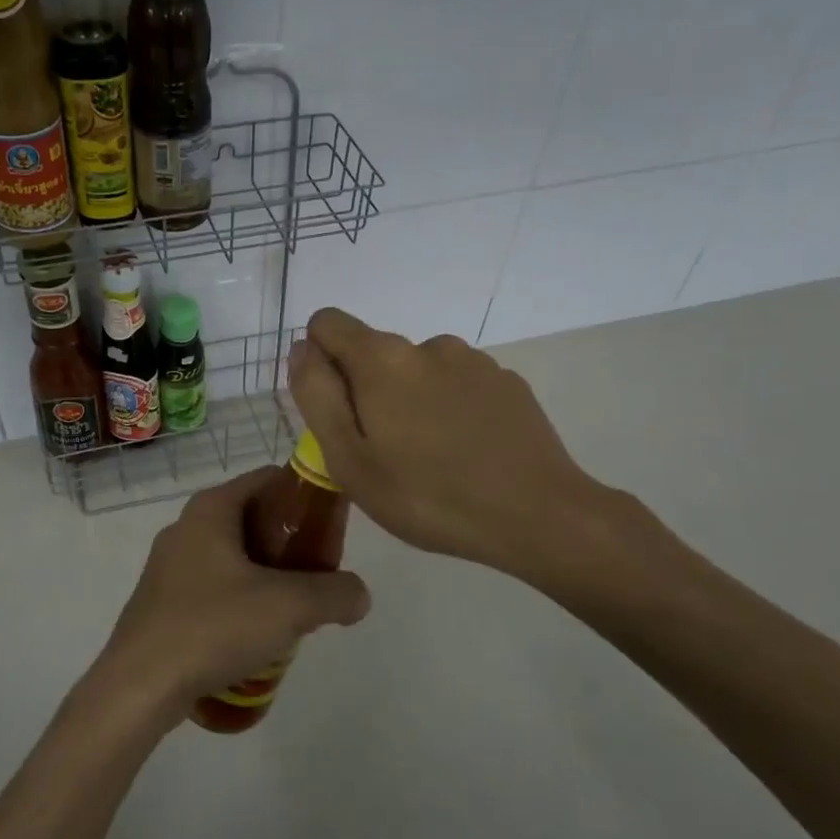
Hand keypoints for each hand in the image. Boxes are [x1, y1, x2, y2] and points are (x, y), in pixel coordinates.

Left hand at [84, 468, 371, 729]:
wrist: (139, 687)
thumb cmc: (213, 627)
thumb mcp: (289, 607)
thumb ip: (335, 594)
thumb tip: (358, 596)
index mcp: (211, 509)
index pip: (269, 479)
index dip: (306, 497)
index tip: (332, 530)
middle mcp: (186, 527)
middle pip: (253, 519)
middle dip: (290, 544)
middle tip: (319, 576)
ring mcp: (169, 566)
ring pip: (233, 557)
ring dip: (267, 577)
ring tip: (293, 612)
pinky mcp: (161, 602)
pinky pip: (213, 587)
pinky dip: (240, 600)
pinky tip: (255, 637)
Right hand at [288, 307, 628, 597]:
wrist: (537, 515)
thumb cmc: (428, 496)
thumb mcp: (350, 459)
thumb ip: (317, 396)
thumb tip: (302, 349)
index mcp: (382, 359)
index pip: (328, 323)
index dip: (318, 360)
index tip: (334, 411)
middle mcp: (428, 345)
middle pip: (374, 353)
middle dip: (365, 392)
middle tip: (382, 455)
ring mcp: (474, 361)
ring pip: (417, 371)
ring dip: (410, 401)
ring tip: (429, 460)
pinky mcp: (508, 383)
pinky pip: (458, 385)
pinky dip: (449, 409)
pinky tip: (467, 454)